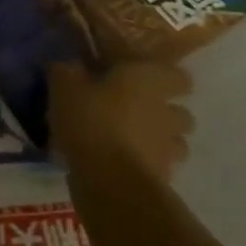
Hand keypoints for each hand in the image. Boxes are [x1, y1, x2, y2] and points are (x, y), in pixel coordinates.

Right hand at [48, 57, 193, 182]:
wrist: (111, 182)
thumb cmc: (92, 120)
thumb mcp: (65, 86)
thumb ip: (66, 70)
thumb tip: (68, 64)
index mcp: (149, 82)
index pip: (178, 76)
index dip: (163, 76)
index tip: (142, 77)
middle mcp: (167, 114)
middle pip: (181, 113)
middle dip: (163, 113)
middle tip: (132, 110)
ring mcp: (168, 150)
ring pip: (174, 143)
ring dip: (158, 141)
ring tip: (129, 141)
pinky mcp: (161, 180)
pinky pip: (157, 168)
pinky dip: (144, 165)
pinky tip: (119, 165)